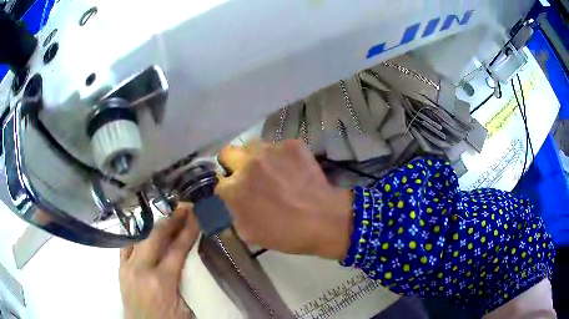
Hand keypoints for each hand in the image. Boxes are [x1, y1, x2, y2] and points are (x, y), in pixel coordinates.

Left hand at [119, 205, 198, 318]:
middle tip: (183, 208)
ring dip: (155, 225)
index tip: (196, 215)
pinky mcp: (120, 269)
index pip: (177, 249)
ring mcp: (127, 267)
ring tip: (167, 217)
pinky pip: (126, 245)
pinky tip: (143, 229)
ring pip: (140, 237)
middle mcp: (141, 269)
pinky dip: (136, 235)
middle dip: (172, 220)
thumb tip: (192, 258)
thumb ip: (187, 282)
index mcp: (161, 281)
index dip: (188, 231)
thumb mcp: (186, 307)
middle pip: (156, 237)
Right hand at [216, 140, 352, 258]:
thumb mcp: (249, 232)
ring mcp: (271, 150)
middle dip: (233, 164)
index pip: (219, 179)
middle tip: (248, 176)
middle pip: (228, 152)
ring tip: (271, 171)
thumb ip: (234, 212)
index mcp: (235, 187)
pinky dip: (280, 156)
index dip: (227, 187)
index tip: (236, 192)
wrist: (324, 220)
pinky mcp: (292, 144)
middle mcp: (248, 163)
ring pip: (252, 145)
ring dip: (255, 158)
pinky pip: (278, 146)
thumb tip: (234, 200)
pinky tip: (291, 170)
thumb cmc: (286, 233)